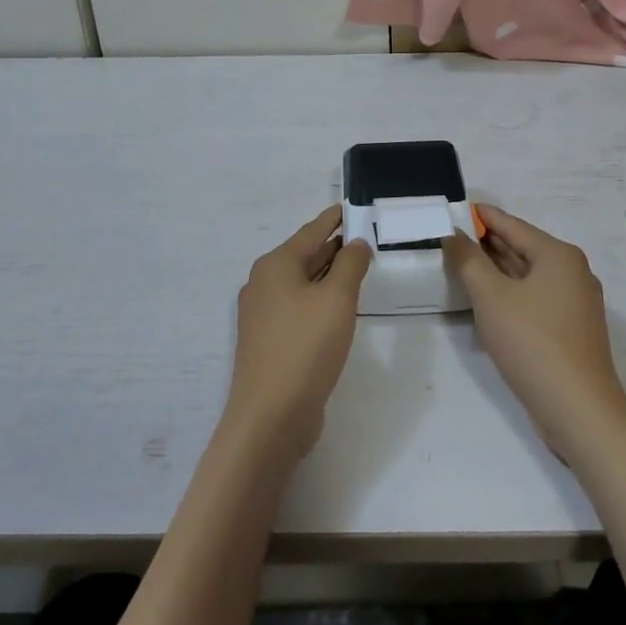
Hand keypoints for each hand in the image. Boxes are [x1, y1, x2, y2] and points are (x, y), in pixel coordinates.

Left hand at [223, 207, 371, 462]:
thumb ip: (350, 265)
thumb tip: (355, 243)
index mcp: (276, 265)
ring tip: (356, 266)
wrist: (270, 417)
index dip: (332, 219)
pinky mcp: (269, 341)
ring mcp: (263, 315)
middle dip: (332, 246)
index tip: (350, 207)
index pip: (310, 231)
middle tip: (362, 237)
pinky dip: (319, 298)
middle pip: (304, 255)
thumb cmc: (305, 347)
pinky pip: (298, 307)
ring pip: (302, 283)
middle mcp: (263, 284)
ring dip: (328, 274)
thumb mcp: (337, 300)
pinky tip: (338, 307)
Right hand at [443, 206, 625, 462]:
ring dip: (497, 270)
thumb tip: (454, 234)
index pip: (512, 225)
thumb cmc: (533, 343)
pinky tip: (487, 301)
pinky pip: (535, 299)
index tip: (456, 208)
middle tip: (452, 237)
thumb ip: (468, 260)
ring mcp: (576, 303)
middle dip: (487, 243)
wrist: (579, 412)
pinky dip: (511, 294)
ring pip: (529, 276)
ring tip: (463, 264)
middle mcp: (573, 272)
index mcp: (559, 255)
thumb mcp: (491, 297)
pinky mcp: (572, 331)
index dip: (482, 217)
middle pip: (523, 248)